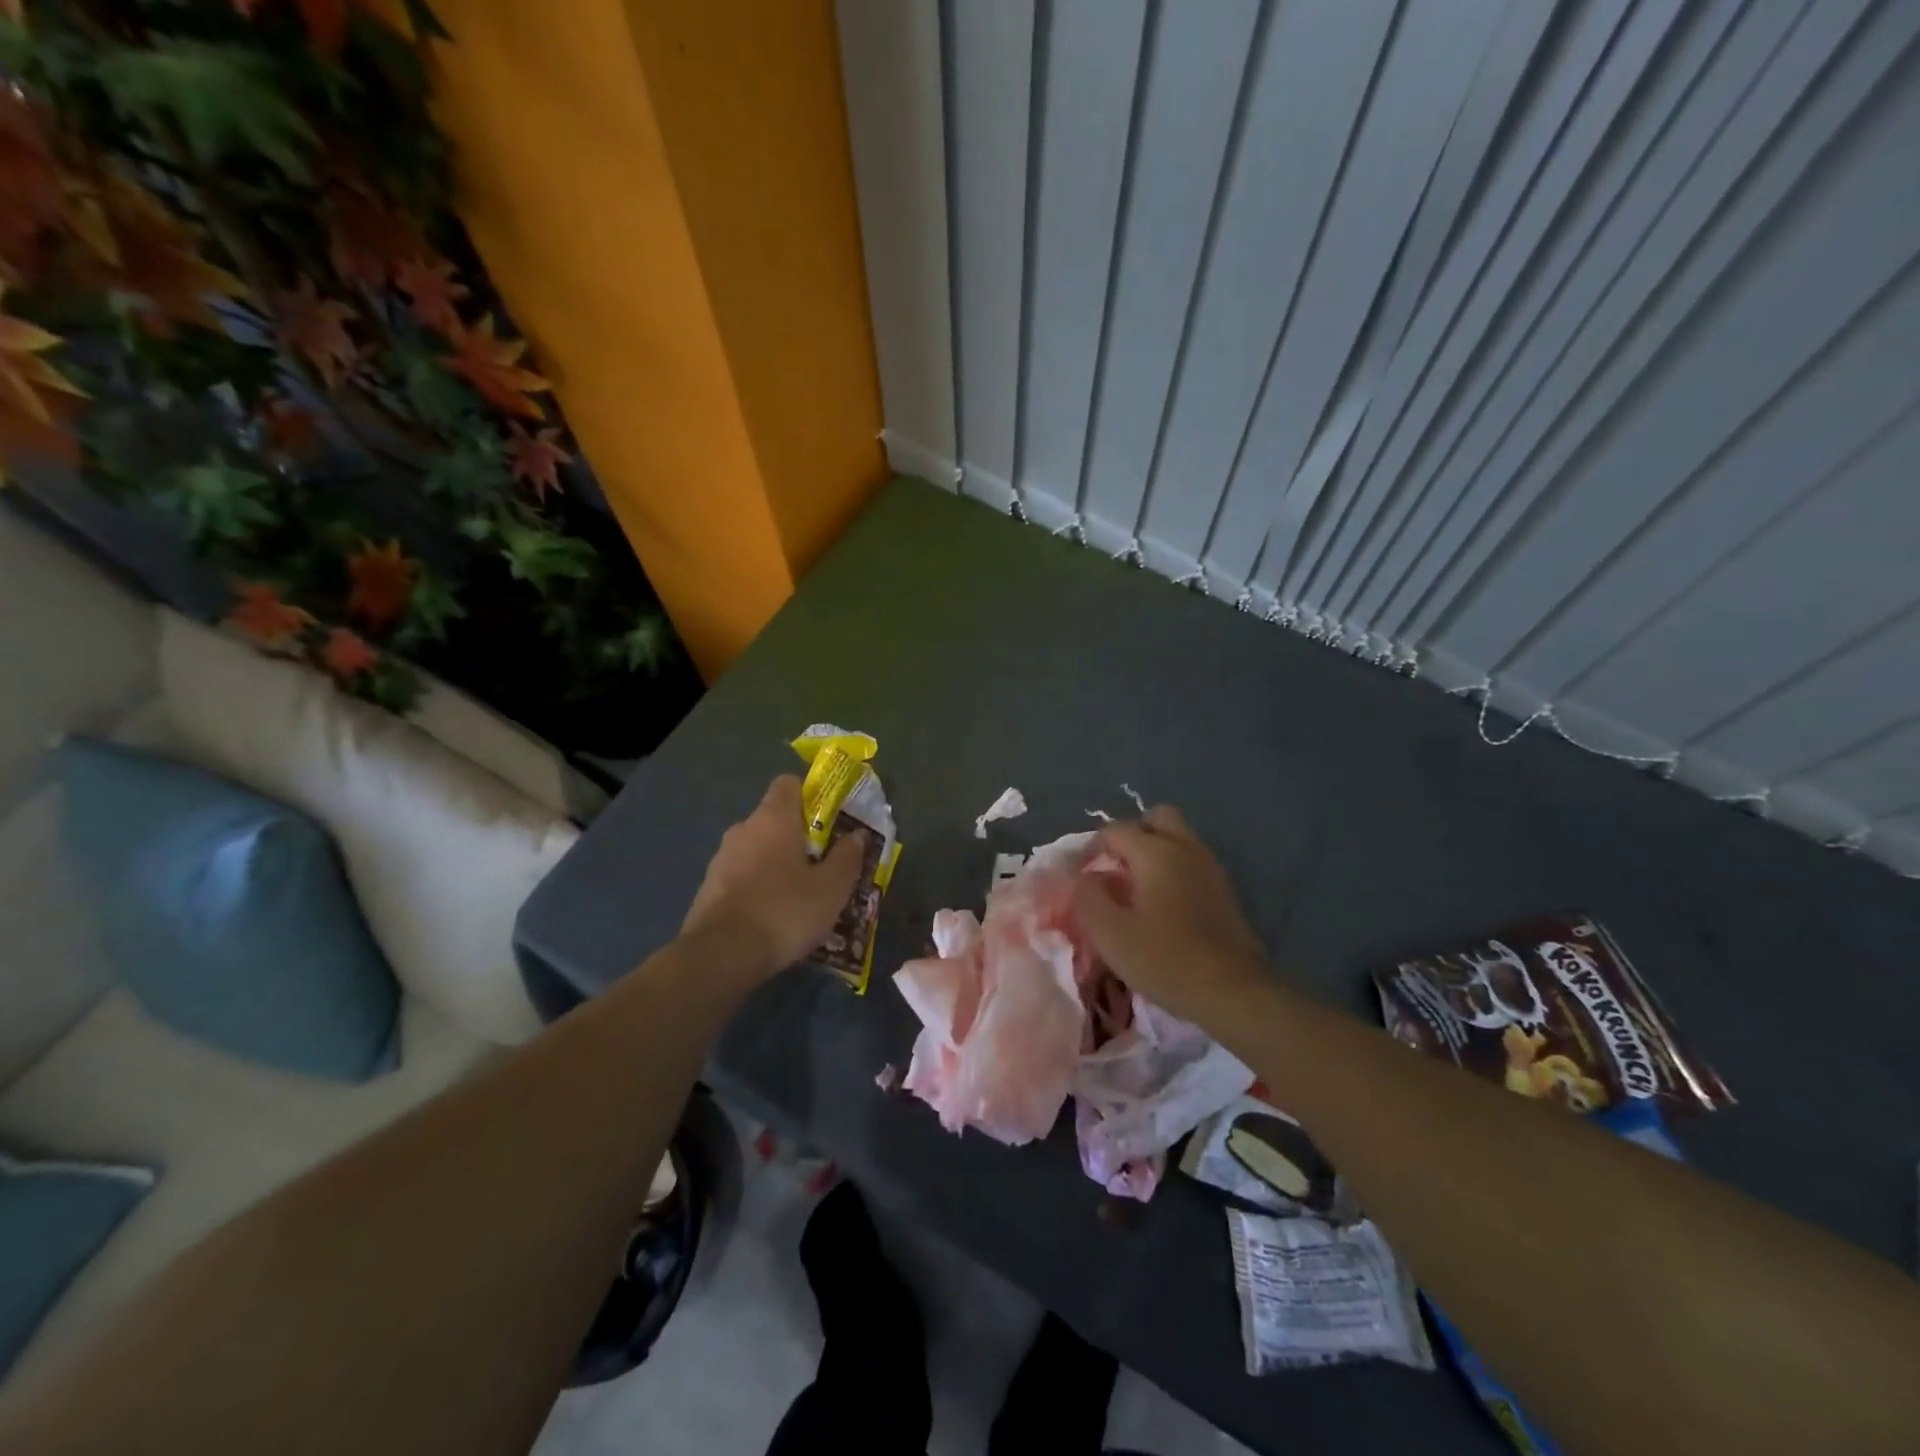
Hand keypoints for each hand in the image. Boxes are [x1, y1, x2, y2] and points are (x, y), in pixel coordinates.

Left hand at [682, 775, 867, 977]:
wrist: (721, 956)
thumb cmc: (784, 911)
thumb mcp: (831, 888)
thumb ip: (847, 857)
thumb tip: (857, 835)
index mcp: (773, 818)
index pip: (789, 783)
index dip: (812, 795)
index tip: (831, 820)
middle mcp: (743, 829)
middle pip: (776, 819)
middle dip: (800, 836)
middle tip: (825, 864)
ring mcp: (721, 859)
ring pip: (759, 849)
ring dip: (779, 864)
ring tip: (803, 895)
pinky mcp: (709, 888)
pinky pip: (743, 876)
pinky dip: (760, 886)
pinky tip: (775, 915)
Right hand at [1073, 805, 1271, 1025]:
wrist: (1232, 992)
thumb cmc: (1164, 959)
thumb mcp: (1109, 932)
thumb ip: (1088, 895)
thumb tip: (1088, 877)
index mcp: (1155, 851)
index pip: (1115, 830)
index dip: (1090, 848)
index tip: (1079, 876)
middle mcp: (1185, 848)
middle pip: (1156, 818)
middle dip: (1131, 835)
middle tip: (1115, 867)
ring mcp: (1209, 868)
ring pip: (1177, 839)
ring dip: (1153, 852)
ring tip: (1135, 888)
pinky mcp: (1223, 891)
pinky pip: (1190, 862)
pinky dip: (1172, 870)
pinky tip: (1162, 905)